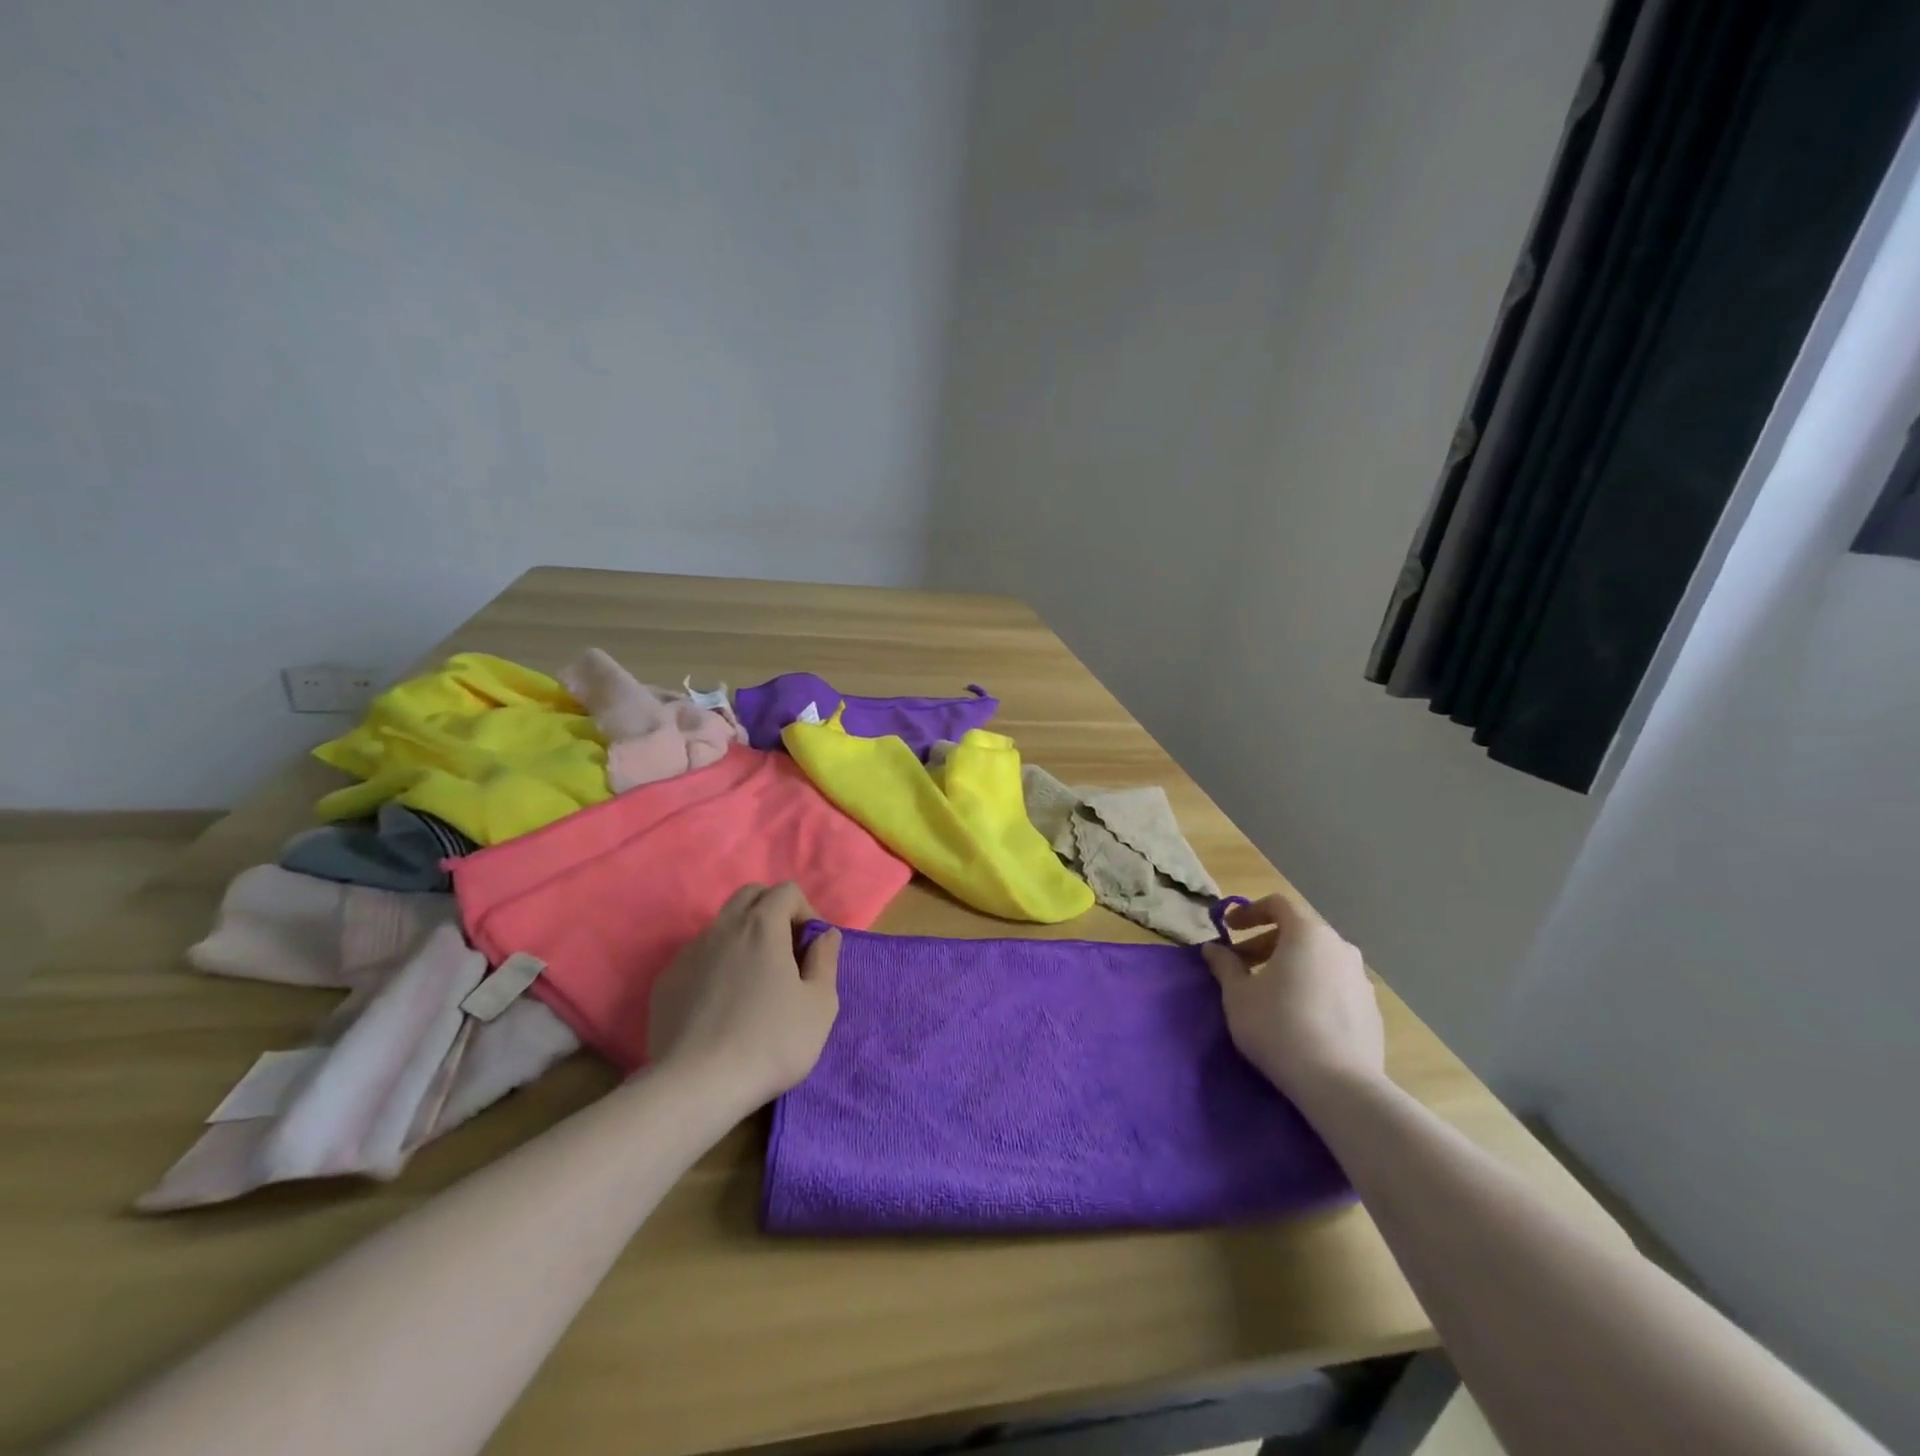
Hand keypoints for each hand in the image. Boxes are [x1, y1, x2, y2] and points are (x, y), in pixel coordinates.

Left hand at [646, 882, 840, 1110]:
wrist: (696, 1087)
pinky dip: (716, 965)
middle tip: (785, 952)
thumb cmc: (771, 1042)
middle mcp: (722, 928)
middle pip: (750, 895)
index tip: (811, 948)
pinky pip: (698, 956)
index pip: (786, 891)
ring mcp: (689, 953)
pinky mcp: (666, 981)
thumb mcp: (820, 1005)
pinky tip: (721, 1004)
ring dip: (743, 938)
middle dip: (772, 911)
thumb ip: (826, 960)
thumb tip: (825, 934)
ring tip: (753, 982)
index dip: (806, 911)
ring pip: (721, 925)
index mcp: (762, 926)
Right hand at [1202, 893, 1384, 1108]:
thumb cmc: (1278, 1026)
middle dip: (1265, 942)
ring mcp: (1361, 978)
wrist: (1339, 1085)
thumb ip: (1225, 965)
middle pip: (1298, 932)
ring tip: (1269, 992)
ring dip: (1290, 965)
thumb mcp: (1238, 995)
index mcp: (1307, 934)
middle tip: (1240, 965)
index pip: (1277, 904)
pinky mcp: (1372, 1009)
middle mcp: (1339, 947)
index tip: (1228, 929)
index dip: (1249, 911)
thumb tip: (1213, 949)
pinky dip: (1313, 987)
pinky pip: (1335, 985)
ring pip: (1318, 959)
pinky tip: (1299, 1016)